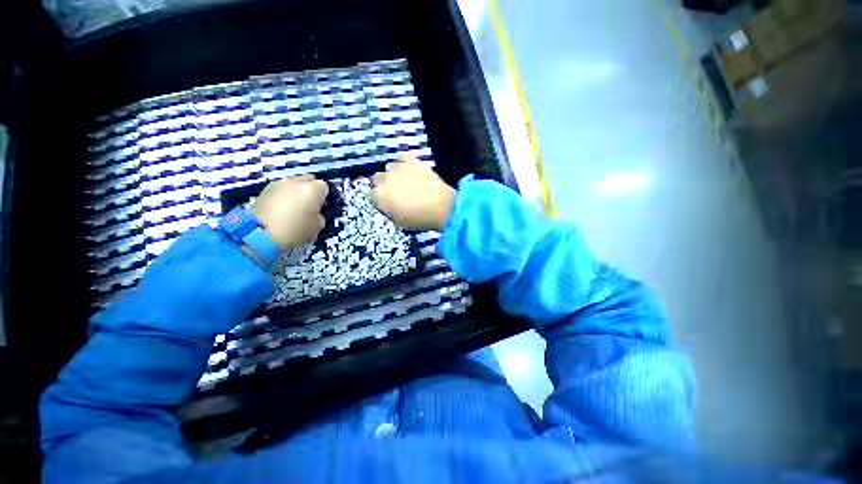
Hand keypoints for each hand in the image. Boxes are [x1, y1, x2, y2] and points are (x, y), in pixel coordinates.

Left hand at [251, 175, 327, 249]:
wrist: (261, 234)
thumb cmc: (296, 230)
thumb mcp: (318, 226)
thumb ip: (319, 215)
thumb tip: (315, 212)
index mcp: (312, 189)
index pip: (324, 186)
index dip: (323, 197)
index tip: (321, 207)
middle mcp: (296, 181)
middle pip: (308, 180)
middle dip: (309, 190)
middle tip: (308, 205)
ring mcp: (278, 184)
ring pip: (292, 185)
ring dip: (295, 193)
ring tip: (292, 208)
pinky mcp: (264, 190)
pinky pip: (280, 190)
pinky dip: (282, 197)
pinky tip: (280, 210)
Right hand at [371, 154, 455, 230]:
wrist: (440, 206)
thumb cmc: (419, 219)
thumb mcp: (399, 221)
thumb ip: (389, 210)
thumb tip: (389, 204)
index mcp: (380, 196)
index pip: (373, 195)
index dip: (381, 199)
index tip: (388, 202)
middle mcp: (385, 179)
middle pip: (377, 178)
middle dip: (385, 184)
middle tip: (397, 192)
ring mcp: (398, 168)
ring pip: (389, 167)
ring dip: (394, 174)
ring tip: (406, 180)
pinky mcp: (412, 160)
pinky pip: (402, 155)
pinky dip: (403, 161)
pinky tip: (408, 166)